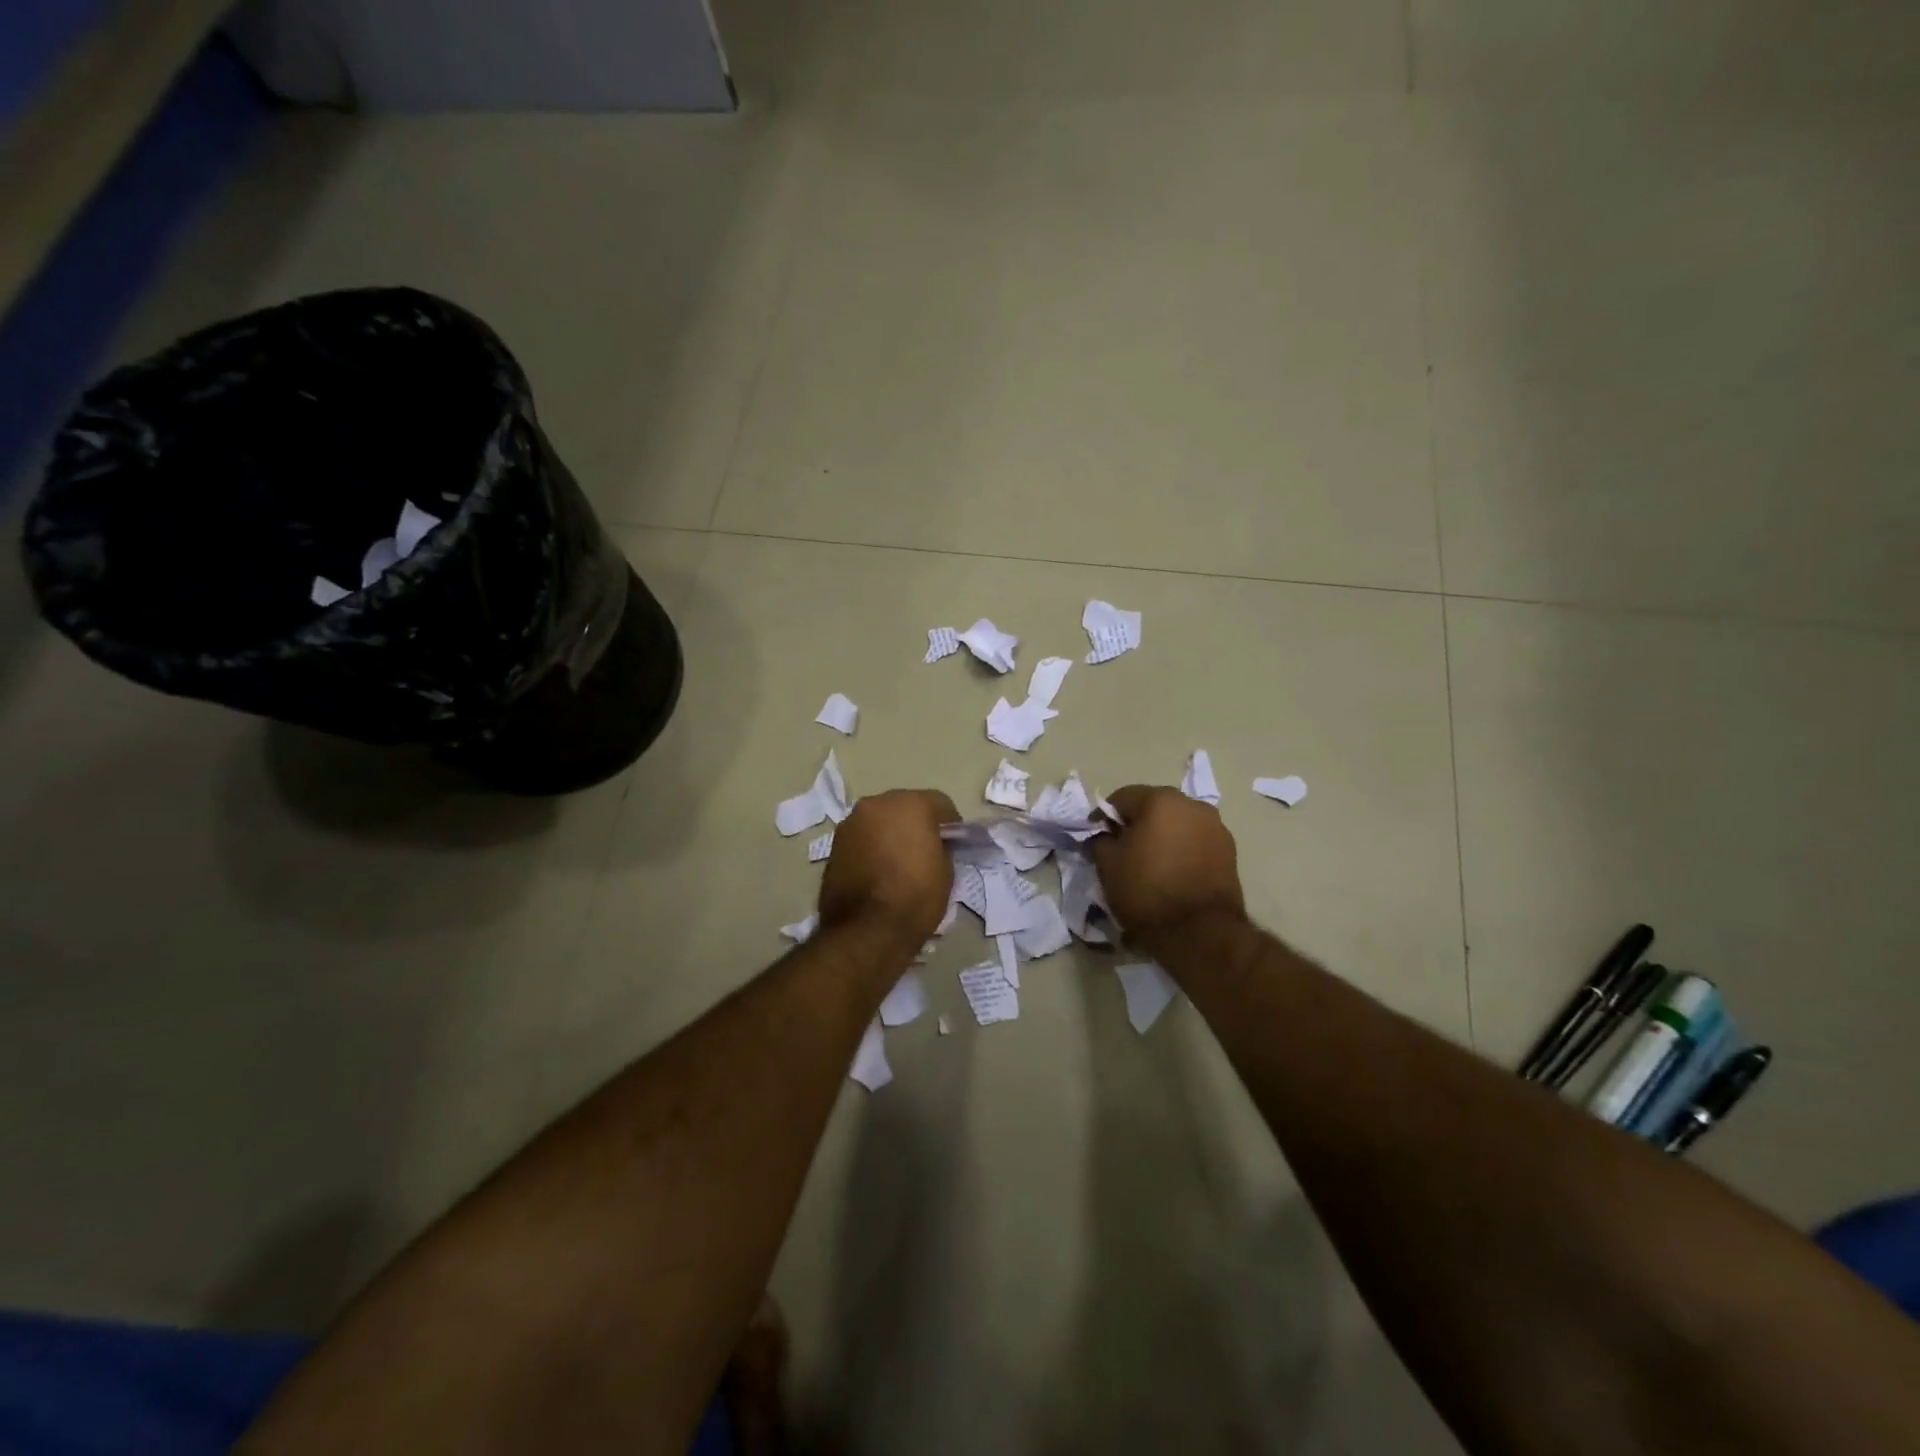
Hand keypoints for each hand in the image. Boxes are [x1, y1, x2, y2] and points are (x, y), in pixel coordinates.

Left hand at [818, 789, 958, 943]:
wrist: (866, 930)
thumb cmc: (915, 897)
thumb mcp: (946, 871)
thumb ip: (940, 847)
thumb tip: (932, 845)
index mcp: (911, 804)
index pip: (940, 803)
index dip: (950, 824)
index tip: (953, 844)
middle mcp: (878, 803)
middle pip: (905, 806)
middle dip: (916, 823)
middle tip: (924, 851)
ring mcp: (852, 822)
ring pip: (880, 820)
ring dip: (890, 833)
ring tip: (897, 863)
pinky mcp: (834, 844)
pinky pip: (862, 837)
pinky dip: (871, 847)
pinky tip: (877, 871)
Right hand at [1091, 785, 1246, 950]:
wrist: (1200, 932)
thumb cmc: (1147, 892)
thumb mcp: (1108, 866)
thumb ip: (1101, 840)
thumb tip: (1105, 834)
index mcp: (1160, 800)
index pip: (1122, 798)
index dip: (1105, 816)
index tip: (1096, 836)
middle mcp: (1192, 805)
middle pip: (1154, 806)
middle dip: (1136, 823)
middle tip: (1123, 848)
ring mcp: (1215, 826)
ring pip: (1178, 823)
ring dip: (1162, 834)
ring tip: (1150, 861)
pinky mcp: (1230, 850)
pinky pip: (1196, 840)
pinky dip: (1182, 848)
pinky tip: (1173, 871)